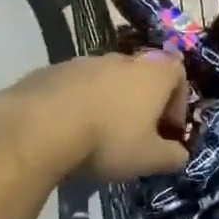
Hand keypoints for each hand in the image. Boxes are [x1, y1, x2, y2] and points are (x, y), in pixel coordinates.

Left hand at [0, 52, 190, 181]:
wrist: (38, 128)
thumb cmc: (108, 140)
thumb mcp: (150, 159)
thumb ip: (173, 157)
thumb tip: (180, 155)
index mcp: (152, 74)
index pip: (178, 72)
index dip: (178, 101)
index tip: (168, 129)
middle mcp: (120, 59)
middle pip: (141, 75)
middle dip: (143, 103)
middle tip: (136, 135)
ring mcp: (83, 61)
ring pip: (106, 80)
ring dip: (110, 103)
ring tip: (99, 136)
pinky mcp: (50, 71)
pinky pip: (75, 87)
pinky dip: (79, 104)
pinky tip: (69, 133)